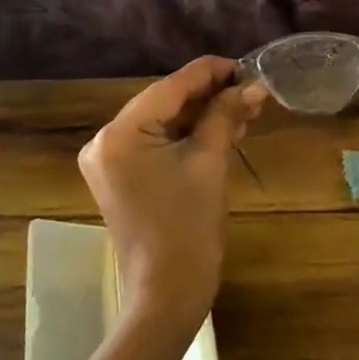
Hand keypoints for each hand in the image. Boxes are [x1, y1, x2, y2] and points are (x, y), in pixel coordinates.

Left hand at [78, 57, 266, 339]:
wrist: (167, 294)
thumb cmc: (189, 227)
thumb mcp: (210, 162)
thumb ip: (226, 115)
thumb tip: (253, 85)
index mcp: (120, 133)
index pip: (171, 86)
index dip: (212, 72)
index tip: (248, 66)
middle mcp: (105, 140)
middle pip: (165, 102)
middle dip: (210, 96)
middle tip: (252, 92)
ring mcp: (110, 161)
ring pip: (163, 123)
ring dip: (202, 116)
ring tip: (245, 111)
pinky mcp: (121, 177)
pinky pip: (157, 143)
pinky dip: (187, 137)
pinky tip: (222, 130)